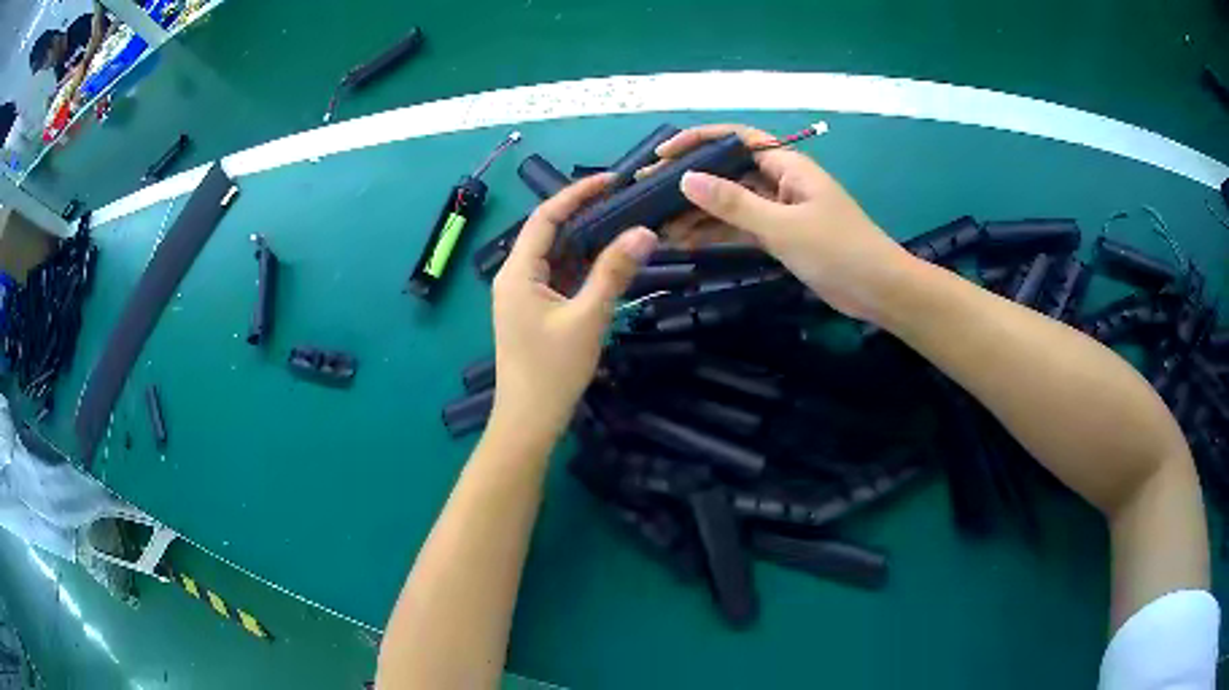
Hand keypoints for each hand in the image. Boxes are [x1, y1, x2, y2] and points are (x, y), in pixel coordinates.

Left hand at [490, 174, 657, 444]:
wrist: (529, 421)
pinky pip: (558, 277)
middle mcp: (514, 276)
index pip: (546, 217)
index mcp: (517, 272)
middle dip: (585, 215)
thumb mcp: (587, 318)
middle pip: (549, 233)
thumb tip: (644, 232)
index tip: (612, 180)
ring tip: (625, 225)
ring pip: (556, 256)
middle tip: (626, 201)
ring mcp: (522, 295)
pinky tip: (609, 262)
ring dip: (586, 242)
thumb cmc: (552, 371)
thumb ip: (614, 272)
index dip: (578, 193)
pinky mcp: (532, 311)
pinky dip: (582, 267)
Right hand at [658, 124, 909, 321]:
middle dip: (691, 180)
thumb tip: (687, 179)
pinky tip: (687, 241)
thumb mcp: (784, 226)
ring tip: (659, 224)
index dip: (698, 141)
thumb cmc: (839, 250)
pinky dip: (717, 232)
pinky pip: (741, 227)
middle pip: (728, 171)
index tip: (662, 155)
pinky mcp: (781, 235)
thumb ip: (735, 203)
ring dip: (699, 211)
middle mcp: (780, 181)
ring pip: (731, 202)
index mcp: (787, 165)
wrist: (879, 291)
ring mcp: (780, 209)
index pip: (736, 139)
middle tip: (649, 195)